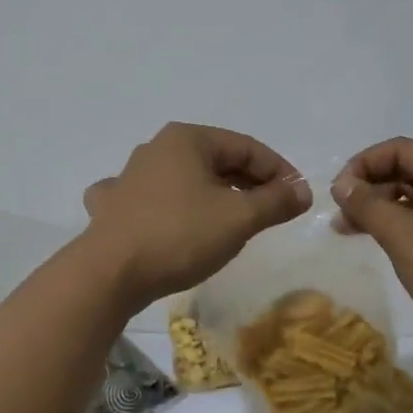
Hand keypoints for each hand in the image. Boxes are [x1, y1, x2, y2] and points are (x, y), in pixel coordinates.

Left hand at [83, 123, 311, 308]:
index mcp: (187, 139)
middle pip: (217, 160)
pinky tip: (173, 219)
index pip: (247, 147)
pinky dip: (172, 206)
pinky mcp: (115, 206)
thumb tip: (302, 191)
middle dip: (249, 183)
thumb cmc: (180, 235)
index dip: (279, 171)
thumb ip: (275, 201)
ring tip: (235, 220)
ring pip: (185, 178)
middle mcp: (157, 148)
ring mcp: (130, 176)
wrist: (110, 273)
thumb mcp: (239, 218)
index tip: (298, 198)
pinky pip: (152, 199)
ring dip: (214, 195)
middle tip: (273, 211)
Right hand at [331, 138, 412, 366]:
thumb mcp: (406, 238)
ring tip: (351, 234)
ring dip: (384, 212)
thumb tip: (342, 183)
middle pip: (409, 172)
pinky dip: (405, 230)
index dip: (363, 165)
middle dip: (370, 189)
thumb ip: (369, 206)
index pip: (400, 149)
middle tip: (340, 218)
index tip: (337, 194)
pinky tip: (387, 248)